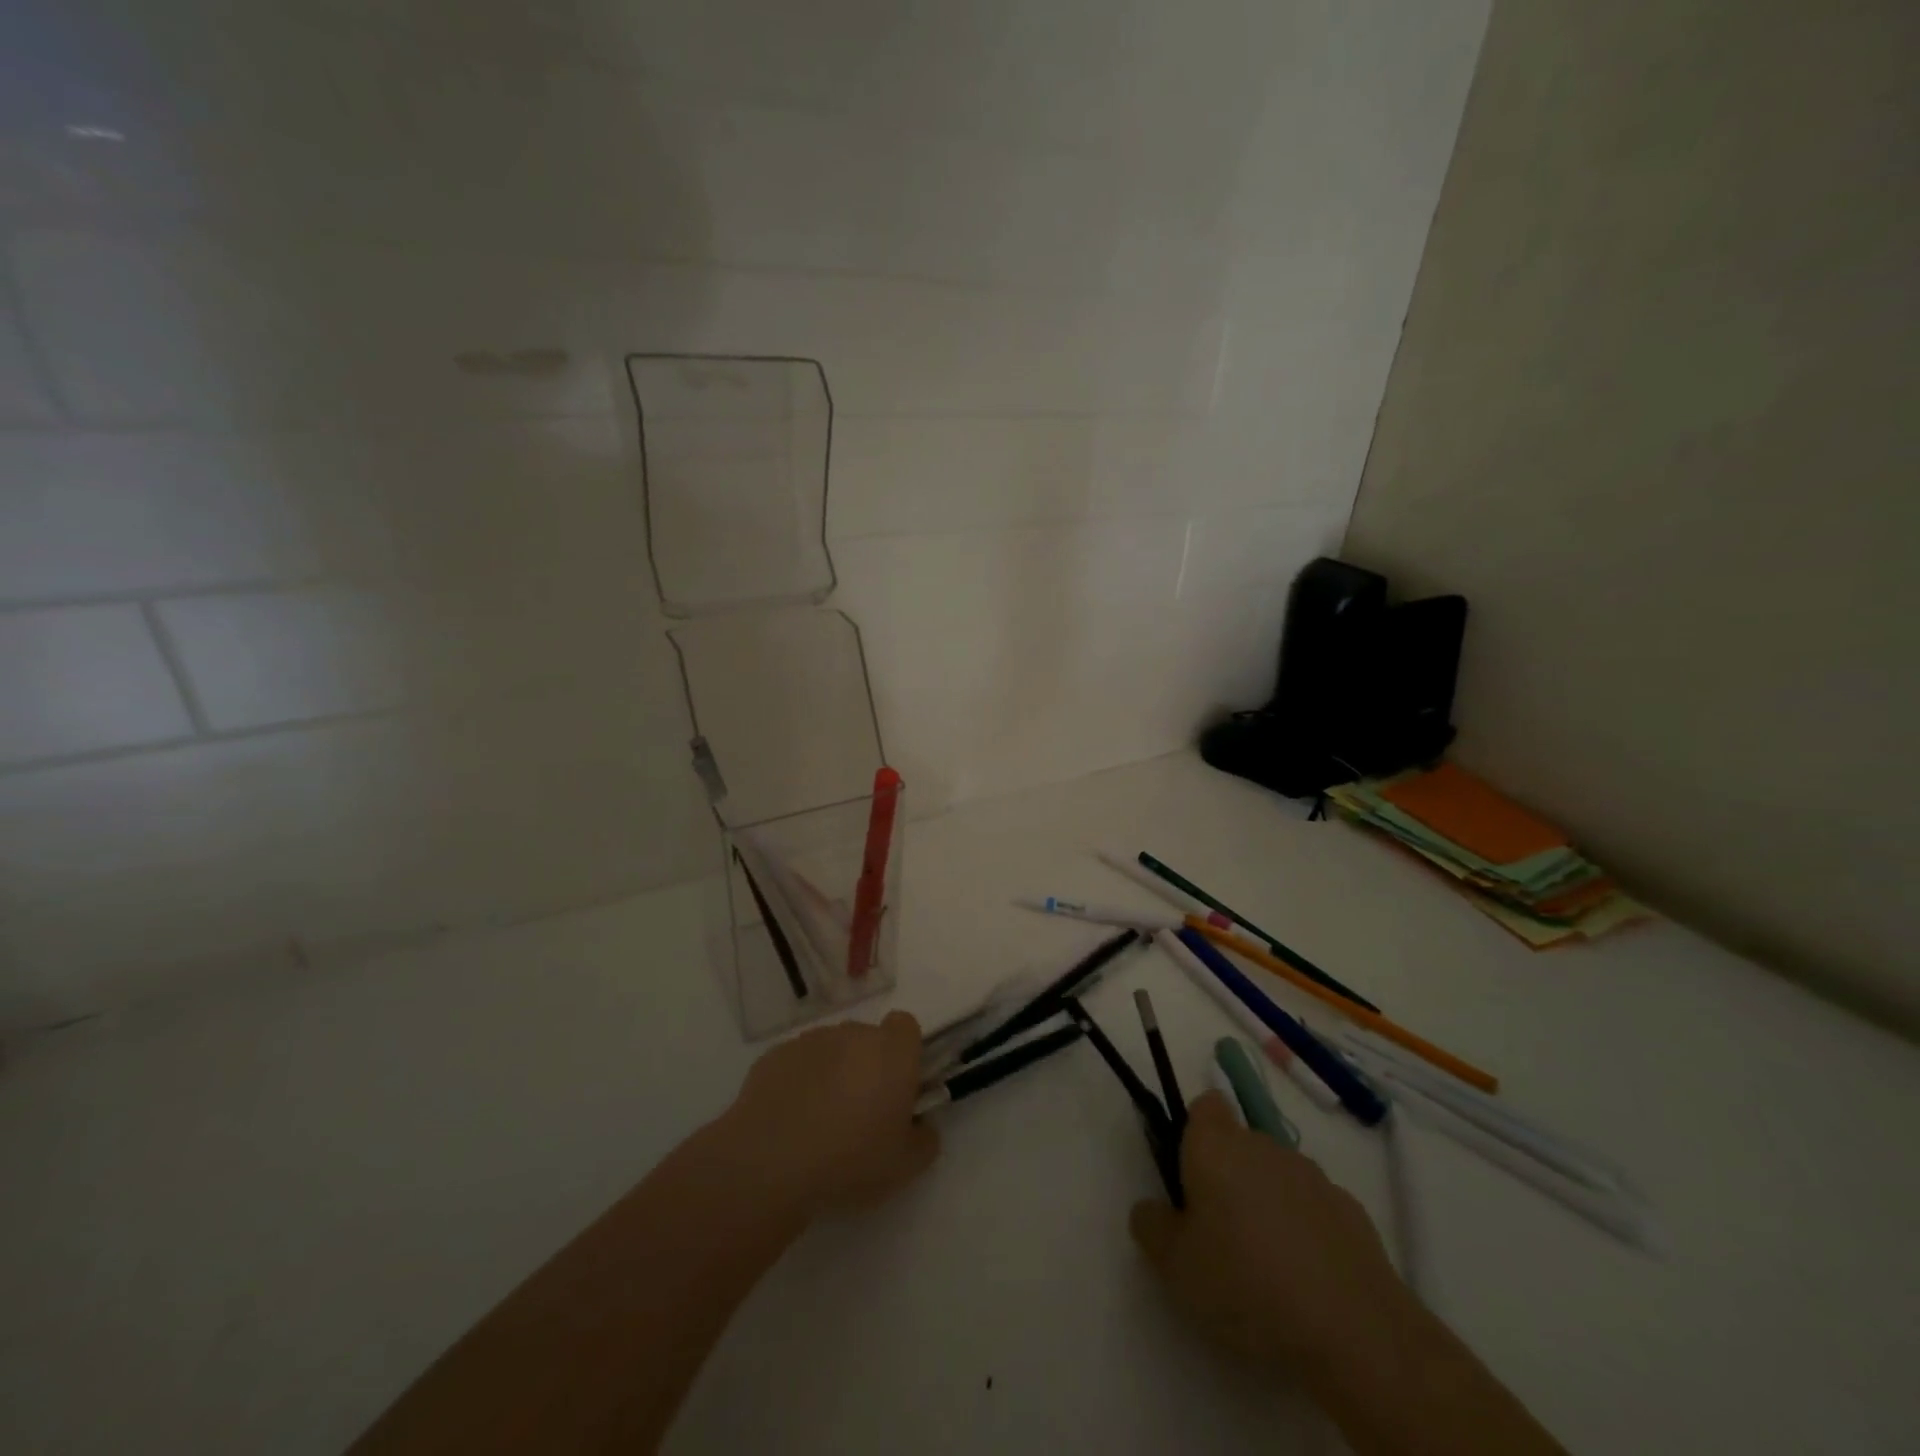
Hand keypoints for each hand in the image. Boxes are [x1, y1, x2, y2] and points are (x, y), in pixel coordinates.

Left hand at [722, 1010, 939, 1217]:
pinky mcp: (774, 1056)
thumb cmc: (850, 1160)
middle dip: (867, 1066)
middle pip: (867, 1039)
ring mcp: (810, 1041)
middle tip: (860, 1113)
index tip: (898, 1088)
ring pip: (831, 1050)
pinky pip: (798, 1063)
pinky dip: (799, 1083)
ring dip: (832, 1074)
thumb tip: (920, 1125)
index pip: (906, 1027)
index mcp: (892, 1052)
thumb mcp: (905, 1166)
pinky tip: (789, 1121)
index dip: (904, 1053)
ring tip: (819, 1123)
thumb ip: (924, 1139)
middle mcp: (853, 1034)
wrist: (769, 1163)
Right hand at [1130, 1091, 1410, 1373]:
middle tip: (1217, 1232)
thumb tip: (1152, 1208)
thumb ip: (1151, 1225)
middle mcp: (1263, 1145)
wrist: (1356, 1331)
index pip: (1204, 1105)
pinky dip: (1303, 1230)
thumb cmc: (1247, 1284)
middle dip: (1227, 1176)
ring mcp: (1312, 1176)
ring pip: (1275, 1175)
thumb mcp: (1174, 1265)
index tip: (1188, 1175)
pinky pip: (1311, 1208)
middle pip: (1238, 1143)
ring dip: (1265, 1203)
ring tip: (1264, 1266)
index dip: (1193, 1132)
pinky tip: (1305, 1281)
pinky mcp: (1351, 1211)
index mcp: (1216, 1145)